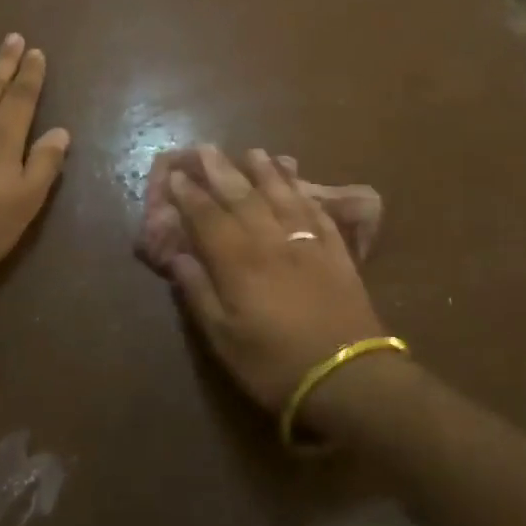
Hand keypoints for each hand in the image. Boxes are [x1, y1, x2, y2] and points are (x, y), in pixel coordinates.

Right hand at [166, 146, 391, 414]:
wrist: (349, 377)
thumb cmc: (275, 365)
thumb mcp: (224, 340)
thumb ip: (199, 293)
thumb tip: (177, 257)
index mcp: (239, 262)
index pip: (208, 218)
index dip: (190, 196)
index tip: (176, 175)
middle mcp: (272, 241)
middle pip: (244, 197)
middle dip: (223, 172)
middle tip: (207, 149)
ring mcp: (308, 243)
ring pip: (283, 196)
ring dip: (266, 172)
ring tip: (254, 152)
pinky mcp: (336, 252)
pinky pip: (316, 211)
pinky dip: (304, 192)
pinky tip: (298, 183)